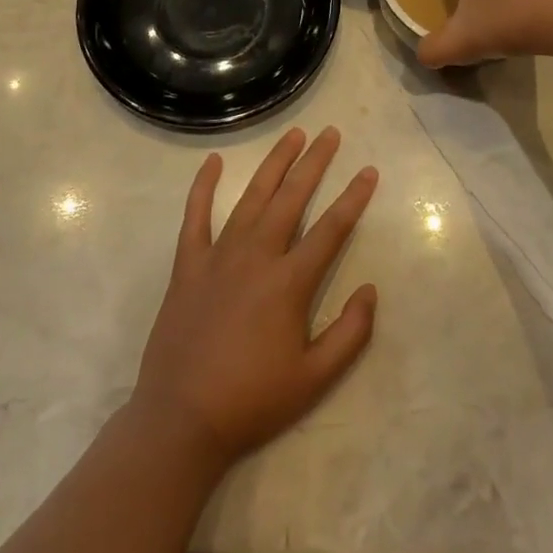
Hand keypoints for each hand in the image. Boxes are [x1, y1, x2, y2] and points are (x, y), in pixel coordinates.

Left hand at [133, 126, 378, 466]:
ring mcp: (219, 255)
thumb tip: (370, 290)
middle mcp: (257, 256)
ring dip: (274, 163)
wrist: (182, 420)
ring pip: (253, 197)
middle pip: (292, 197)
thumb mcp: (314, 379)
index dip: (353, 197)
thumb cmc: (252, 401)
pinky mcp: (188, 264)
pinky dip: (203, 186)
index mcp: (289, 282)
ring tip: (292, 135)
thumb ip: (350, 334)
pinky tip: (213, 161)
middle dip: (315, 162)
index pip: (331, 228)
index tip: (369, 171)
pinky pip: (196, 216)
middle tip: (330, 133)